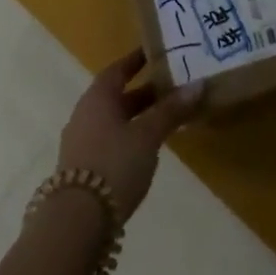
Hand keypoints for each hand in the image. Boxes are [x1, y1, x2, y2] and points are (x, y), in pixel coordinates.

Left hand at [58, 50, 201, 221]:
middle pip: (117, 96)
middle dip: (144, 92)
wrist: (76, 222)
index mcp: (98, 97)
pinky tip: (146, 150)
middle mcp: (85, 113)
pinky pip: (109, 141)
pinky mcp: (83, 169)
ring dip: (137, 118)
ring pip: (114, 120)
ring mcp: (81, 142)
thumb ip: (171, 110)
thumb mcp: (148, 135)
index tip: (156, 53)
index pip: (118, 69)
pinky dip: (129, 139)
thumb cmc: (114, 164)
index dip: (137, 60)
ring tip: (165, 119)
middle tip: (172, 88)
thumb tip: (198, 84)